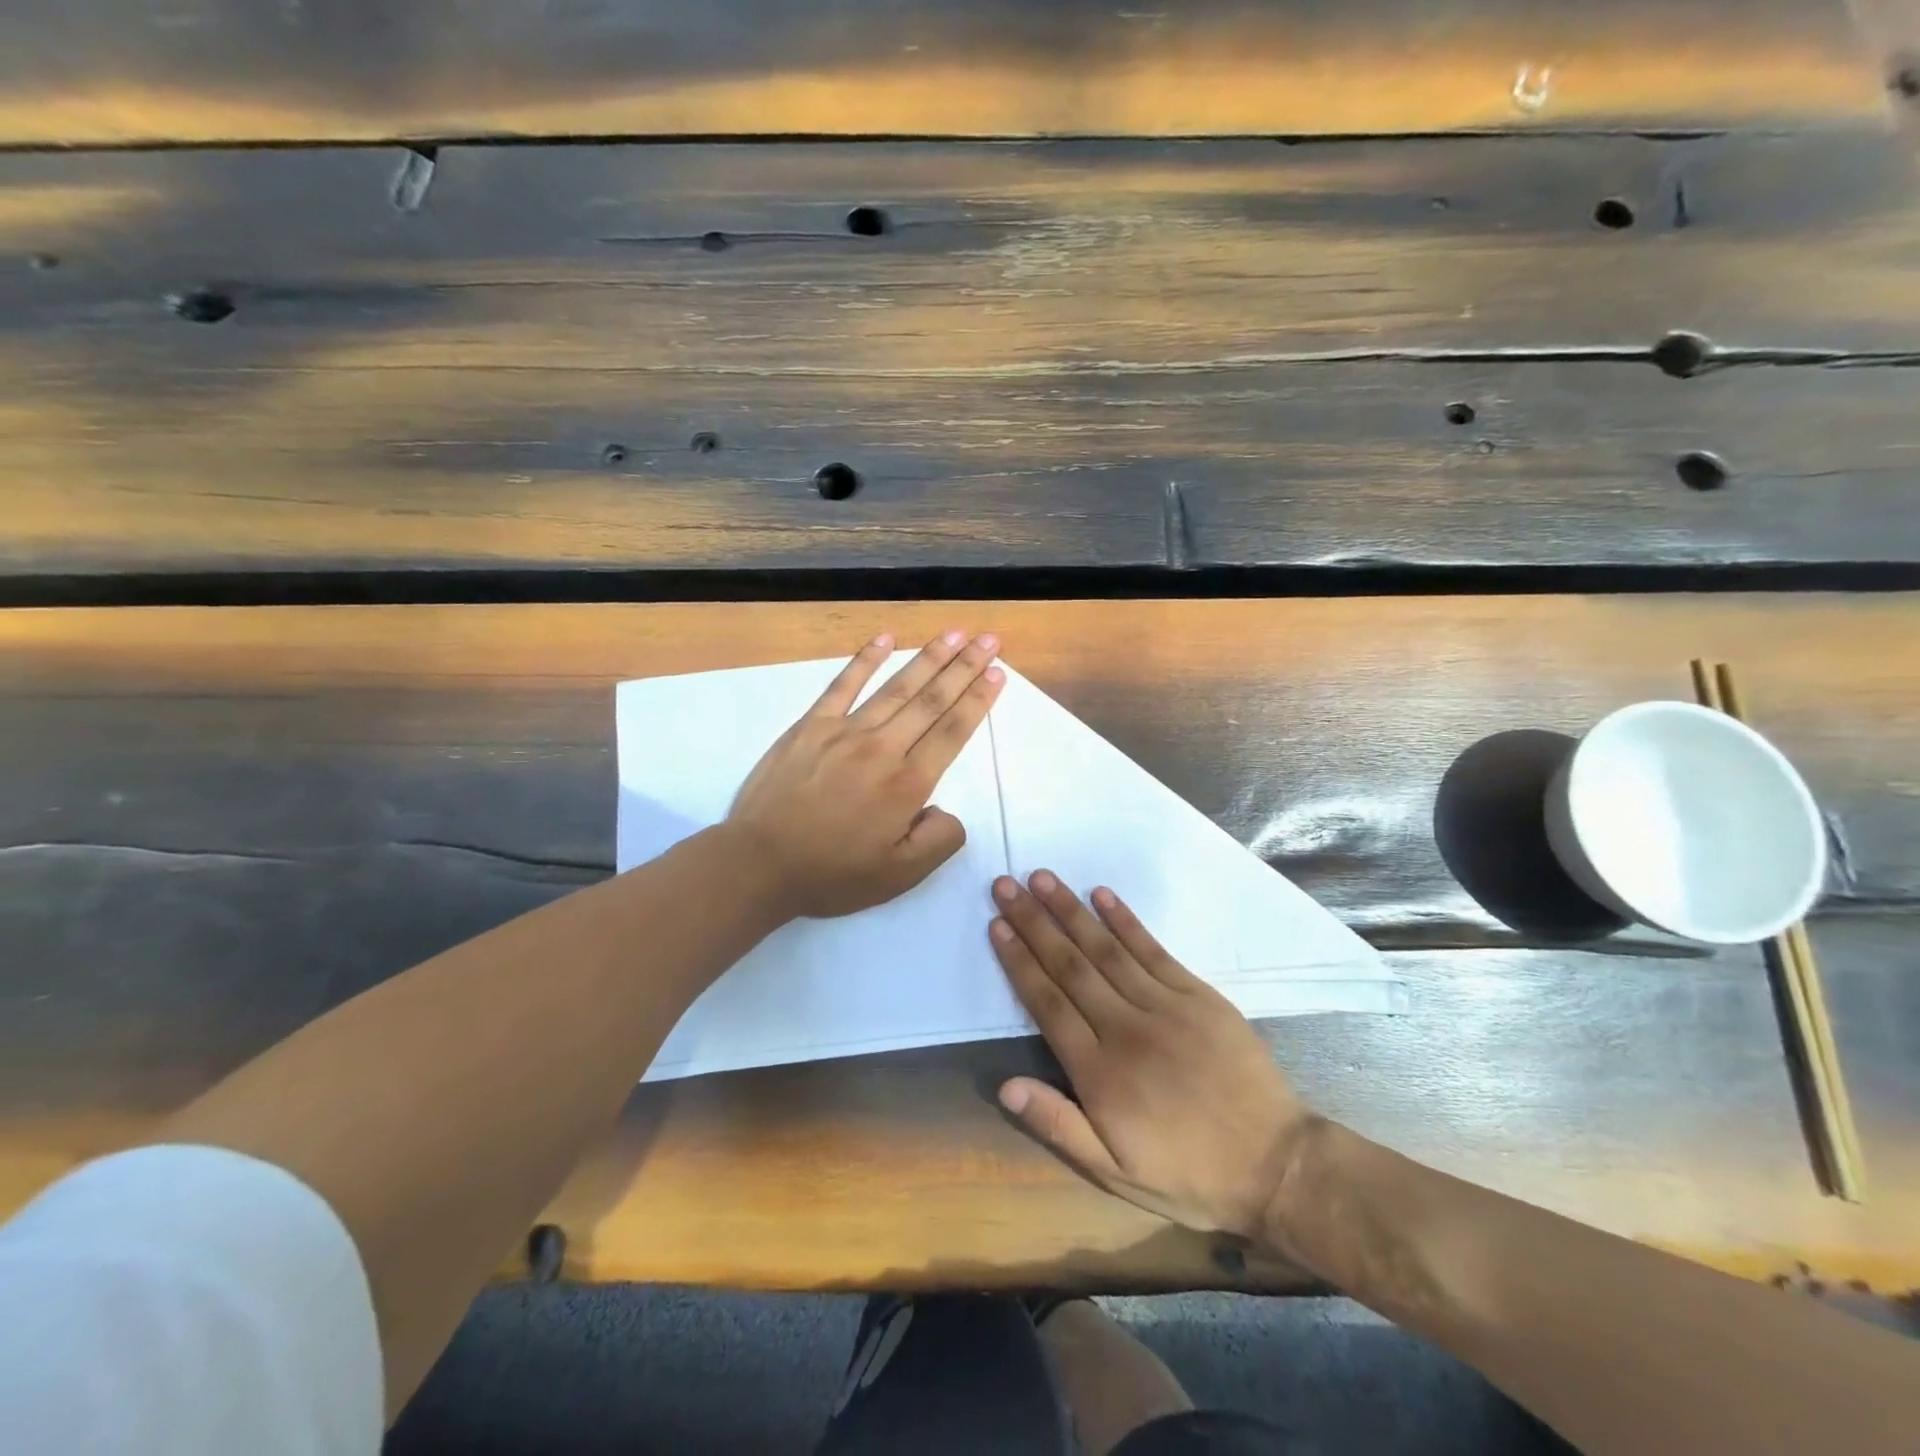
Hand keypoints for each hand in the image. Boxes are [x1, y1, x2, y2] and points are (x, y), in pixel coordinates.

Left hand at [727, 630, 1003, 920]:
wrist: (760, 863)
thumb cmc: (832, 874)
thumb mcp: (900, 876)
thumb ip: (939, 840)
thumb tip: (947, 810)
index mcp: (908, 784)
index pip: (952, 731)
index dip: (978, 700)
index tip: (997, 673)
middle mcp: (882, 748)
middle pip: (932, 700)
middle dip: (965, 667)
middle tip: (989, 640)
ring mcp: (844, 731)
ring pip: (896, 687)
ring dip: (929, 658)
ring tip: (955, 634)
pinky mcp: (811, 726)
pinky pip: (843, 685)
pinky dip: (865, 660)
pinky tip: (885, 639)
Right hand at [989, 872, 1315, 1239]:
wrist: (1276, 1165)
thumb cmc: (1188, 1173)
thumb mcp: (1115, 1171)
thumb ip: (1058, 1125)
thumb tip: (1004, 1086)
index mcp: (1099, 1073)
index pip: (1047, 1003)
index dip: (1019, 962)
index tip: (997, 925)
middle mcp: (1125, 1029)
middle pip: (1070, 966)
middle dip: (1034, 922)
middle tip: (1005, 885)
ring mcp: (1164, 1006)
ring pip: (1106, 949)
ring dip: (1070, 911)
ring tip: (1042, 878)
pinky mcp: (1198, 995)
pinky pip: (1153, 950)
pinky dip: (1125, 920)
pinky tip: (1102, 895)